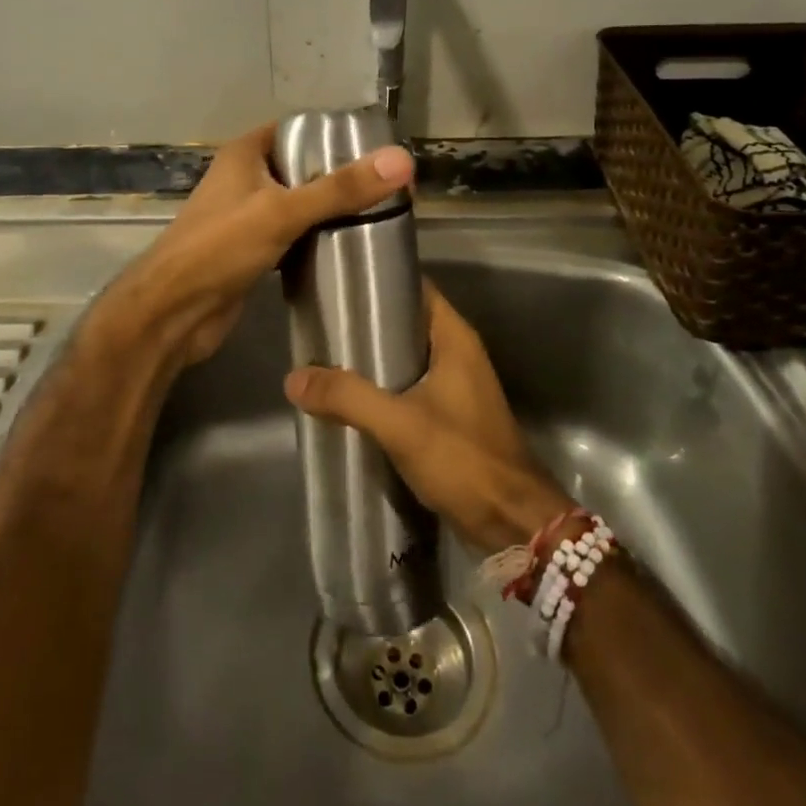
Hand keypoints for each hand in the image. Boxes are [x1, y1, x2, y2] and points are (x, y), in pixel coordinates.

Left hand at [81, 122, 414, 383]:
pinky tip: (347, 248)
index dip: (335, 135)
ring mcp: (247, 216)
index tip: (378, 150)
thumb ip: (340, 188)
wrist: (173, 312)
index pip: (298, 130)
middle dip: (340, 177)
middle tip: (388, 189)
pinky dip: (316, 239)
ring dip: (330, 211)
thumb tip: (401, 161)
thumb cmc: (220, 248)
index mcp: (246, 154)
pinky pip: (293, 235)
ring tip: (378, 216)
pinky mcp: (252, 251)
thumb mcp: (282, 212)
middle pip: (302, 168)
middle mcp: (246, 178)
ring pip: (299, 204)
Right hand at [283, 284, 570, 554]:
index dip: (379, 281)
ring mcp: (456, 386)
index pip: (415, 288)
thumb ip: (348, 398)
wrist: (512, 523)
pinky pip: (409, 388)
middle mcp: (457, 354)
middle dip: (367, 323)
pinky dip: (382, 388)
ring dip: (372, 360)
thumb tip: (294, 377)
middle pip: (406, 322)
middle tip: (322, 323)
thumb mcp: (400, 424)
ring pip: (406, 358)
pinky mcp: (450, 417)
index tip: (338, 283)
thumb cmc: (463, 459)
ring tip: (326, 357)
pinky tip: (350, 399)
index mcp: (454, 338)